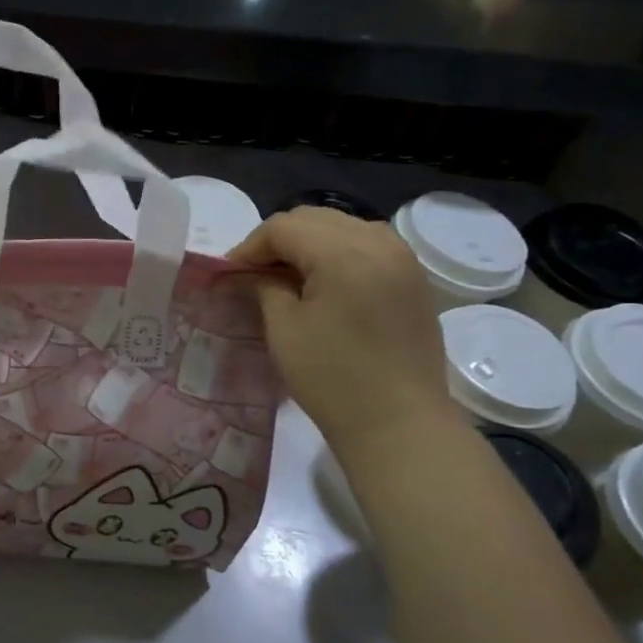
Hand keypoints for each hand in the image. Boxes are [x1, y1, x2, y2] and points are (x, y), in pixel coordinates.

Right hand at [227, 208, 458, 453]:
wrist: (399, 424)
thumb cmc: (332, 378)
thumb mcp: (284, 329)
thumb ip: (263, 288)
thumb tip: (246, 273)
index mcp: (344, 253)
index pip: (284, 227)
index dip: (250, 246)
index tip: (229, 274)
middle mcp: (379, 243)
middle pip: (315, 219)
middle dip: (278, 240)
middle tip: (252, 274)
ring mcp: (402, 259)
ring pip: (343, 227)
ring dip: (309, 243)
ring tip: (287, 276)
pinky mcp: (413, 278)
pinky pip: (368, 245)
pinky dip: (338, 252)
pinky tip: (323, 283)